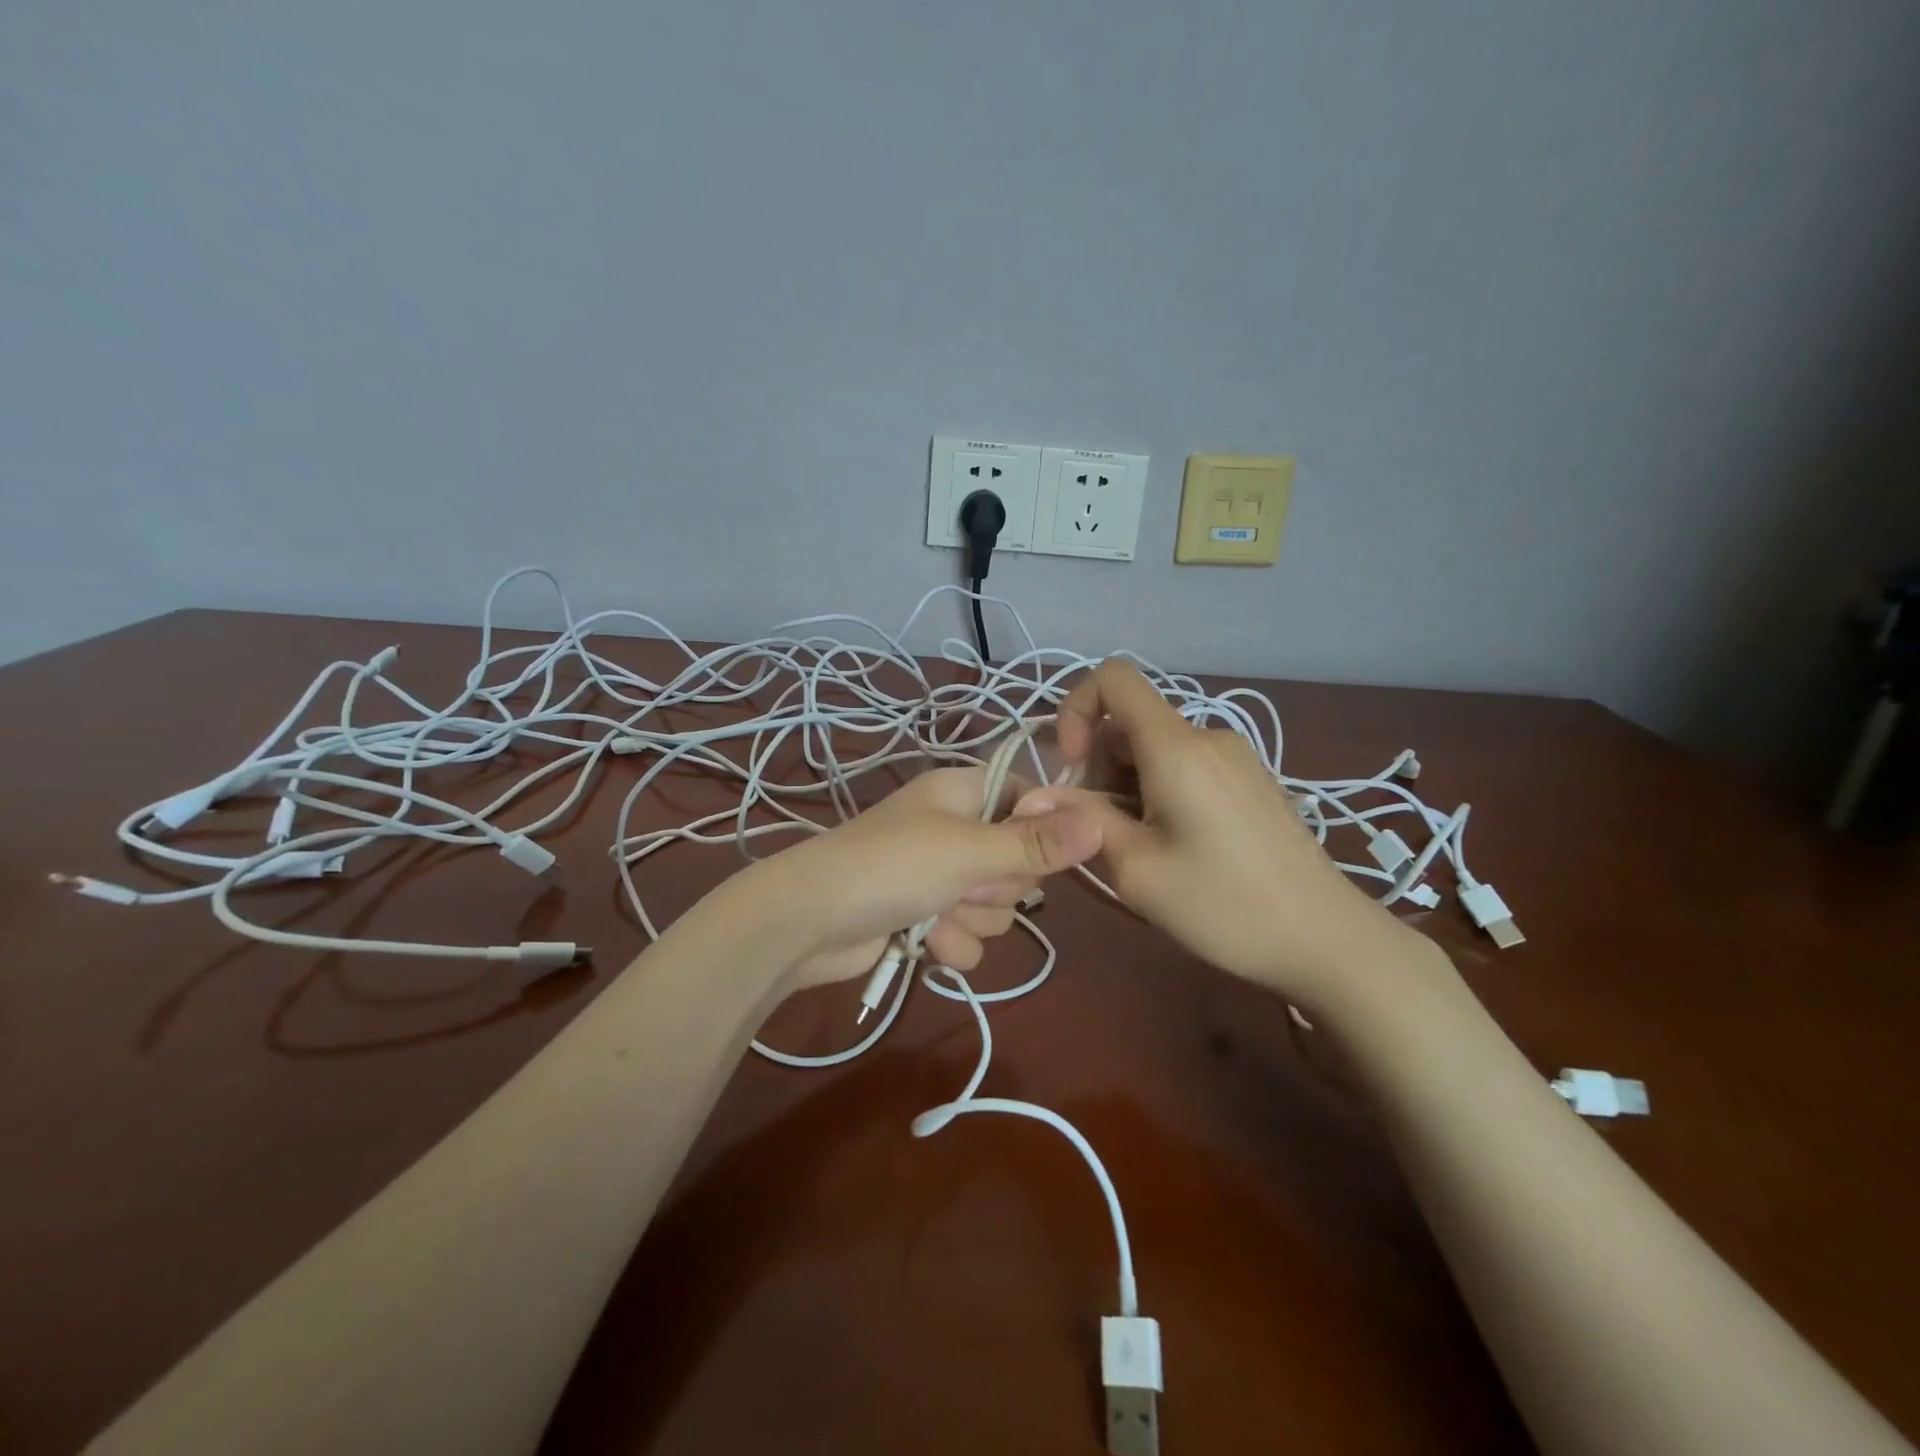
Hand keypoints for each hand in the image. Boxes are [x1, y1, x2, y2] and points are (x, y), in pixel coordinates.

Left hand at [752, 766, 1104, 990]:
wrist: (808, 923)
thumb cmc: (891, 867)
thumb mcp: (969, 851)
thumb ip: (1036, 843)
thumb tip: (1101, 822)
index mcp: (963, 792)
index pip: (1030, 800)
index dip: (1043, 829)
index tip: (1044, 853)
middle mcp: (955, 828)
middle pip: (1019, 861)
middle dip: (997, 885)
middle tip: (966, 883)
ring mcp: (940, 874)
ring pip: (997, 905)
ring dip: (973, 919)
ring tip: (937, 913)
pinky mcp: (927, 916)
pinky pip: (969, 933)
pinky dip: (951, 943)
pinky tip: (927, 942)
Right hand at [1041, 659, 1413, 1004]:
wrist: (1327, 940)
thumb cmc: (1225, 906)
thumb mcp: (1137, 869)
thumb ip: (1082, 821)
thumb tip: (1031, 798)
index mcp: (1177, 747)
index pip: (1114, 677)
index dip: (1077, 709)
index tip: (1073, 769)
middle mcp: (1208, 738)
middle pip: (1130, 724)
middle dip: (1099, 768)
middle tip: (1102, 832)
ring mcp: (1235, 759)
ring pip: (1155, 750)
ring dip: (1127, 786)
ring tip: (1141, 849)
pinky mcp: (1251, 782)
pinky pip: (1186, 767)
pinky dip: (1159, 793)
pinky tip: (1177, 847)